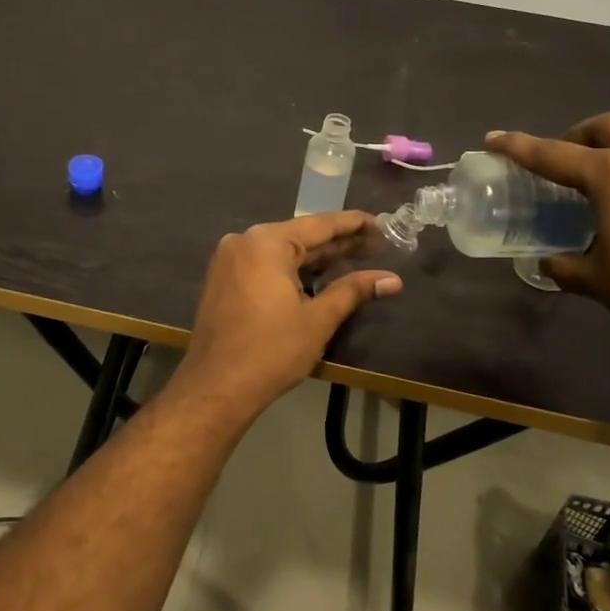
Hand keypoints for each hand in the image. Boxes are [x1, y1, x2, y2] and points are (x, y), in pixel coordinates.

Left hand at [173, 212, 402, 418]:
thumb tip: (393, 279)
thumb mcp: (318, 319)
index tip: (382, 224)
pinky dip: (292, 269)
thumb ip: (353, 291)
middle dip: (338, 243)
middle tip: (377, 244)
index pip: (319, 225)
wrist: (216, 386)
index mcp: (266, 242)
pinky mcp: (223, 279)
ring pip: (282, 251)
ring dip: (316, 258)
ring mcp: (229, 260)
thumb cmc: (271, 351)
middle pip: (299, 236)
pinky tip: (318, 276)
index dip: (354, 224)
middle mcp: (244, 241)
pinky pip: (264, 265)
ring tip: (356, 258)